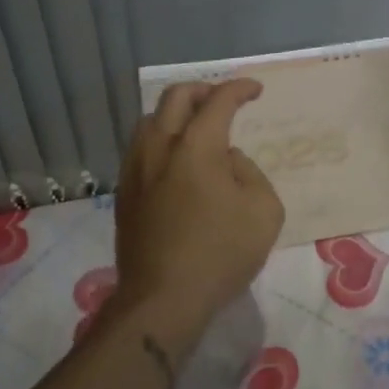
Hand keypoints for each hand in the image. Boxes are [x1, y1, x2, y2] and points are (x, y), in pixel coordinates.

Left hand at [112, 79, 284, 340]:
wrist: (162, 299)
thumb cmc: (220, 253)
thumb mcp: (264, 210)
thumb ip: (250, 172)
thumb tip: (226, 161)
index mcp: (196, 146)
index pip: (219, 100)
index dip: (239, 89)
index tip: (255, 91)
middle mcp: (160, 147)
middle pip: (175, 98)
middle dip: (202, 90)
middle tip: (221, 100)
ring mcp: (136, 170)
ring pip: (150, 121)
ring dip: (175, 115)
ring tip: (195, 130)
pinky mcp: (124, 194)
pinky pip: (140, 149)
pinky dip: (161, 141)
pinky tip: (175, 164)